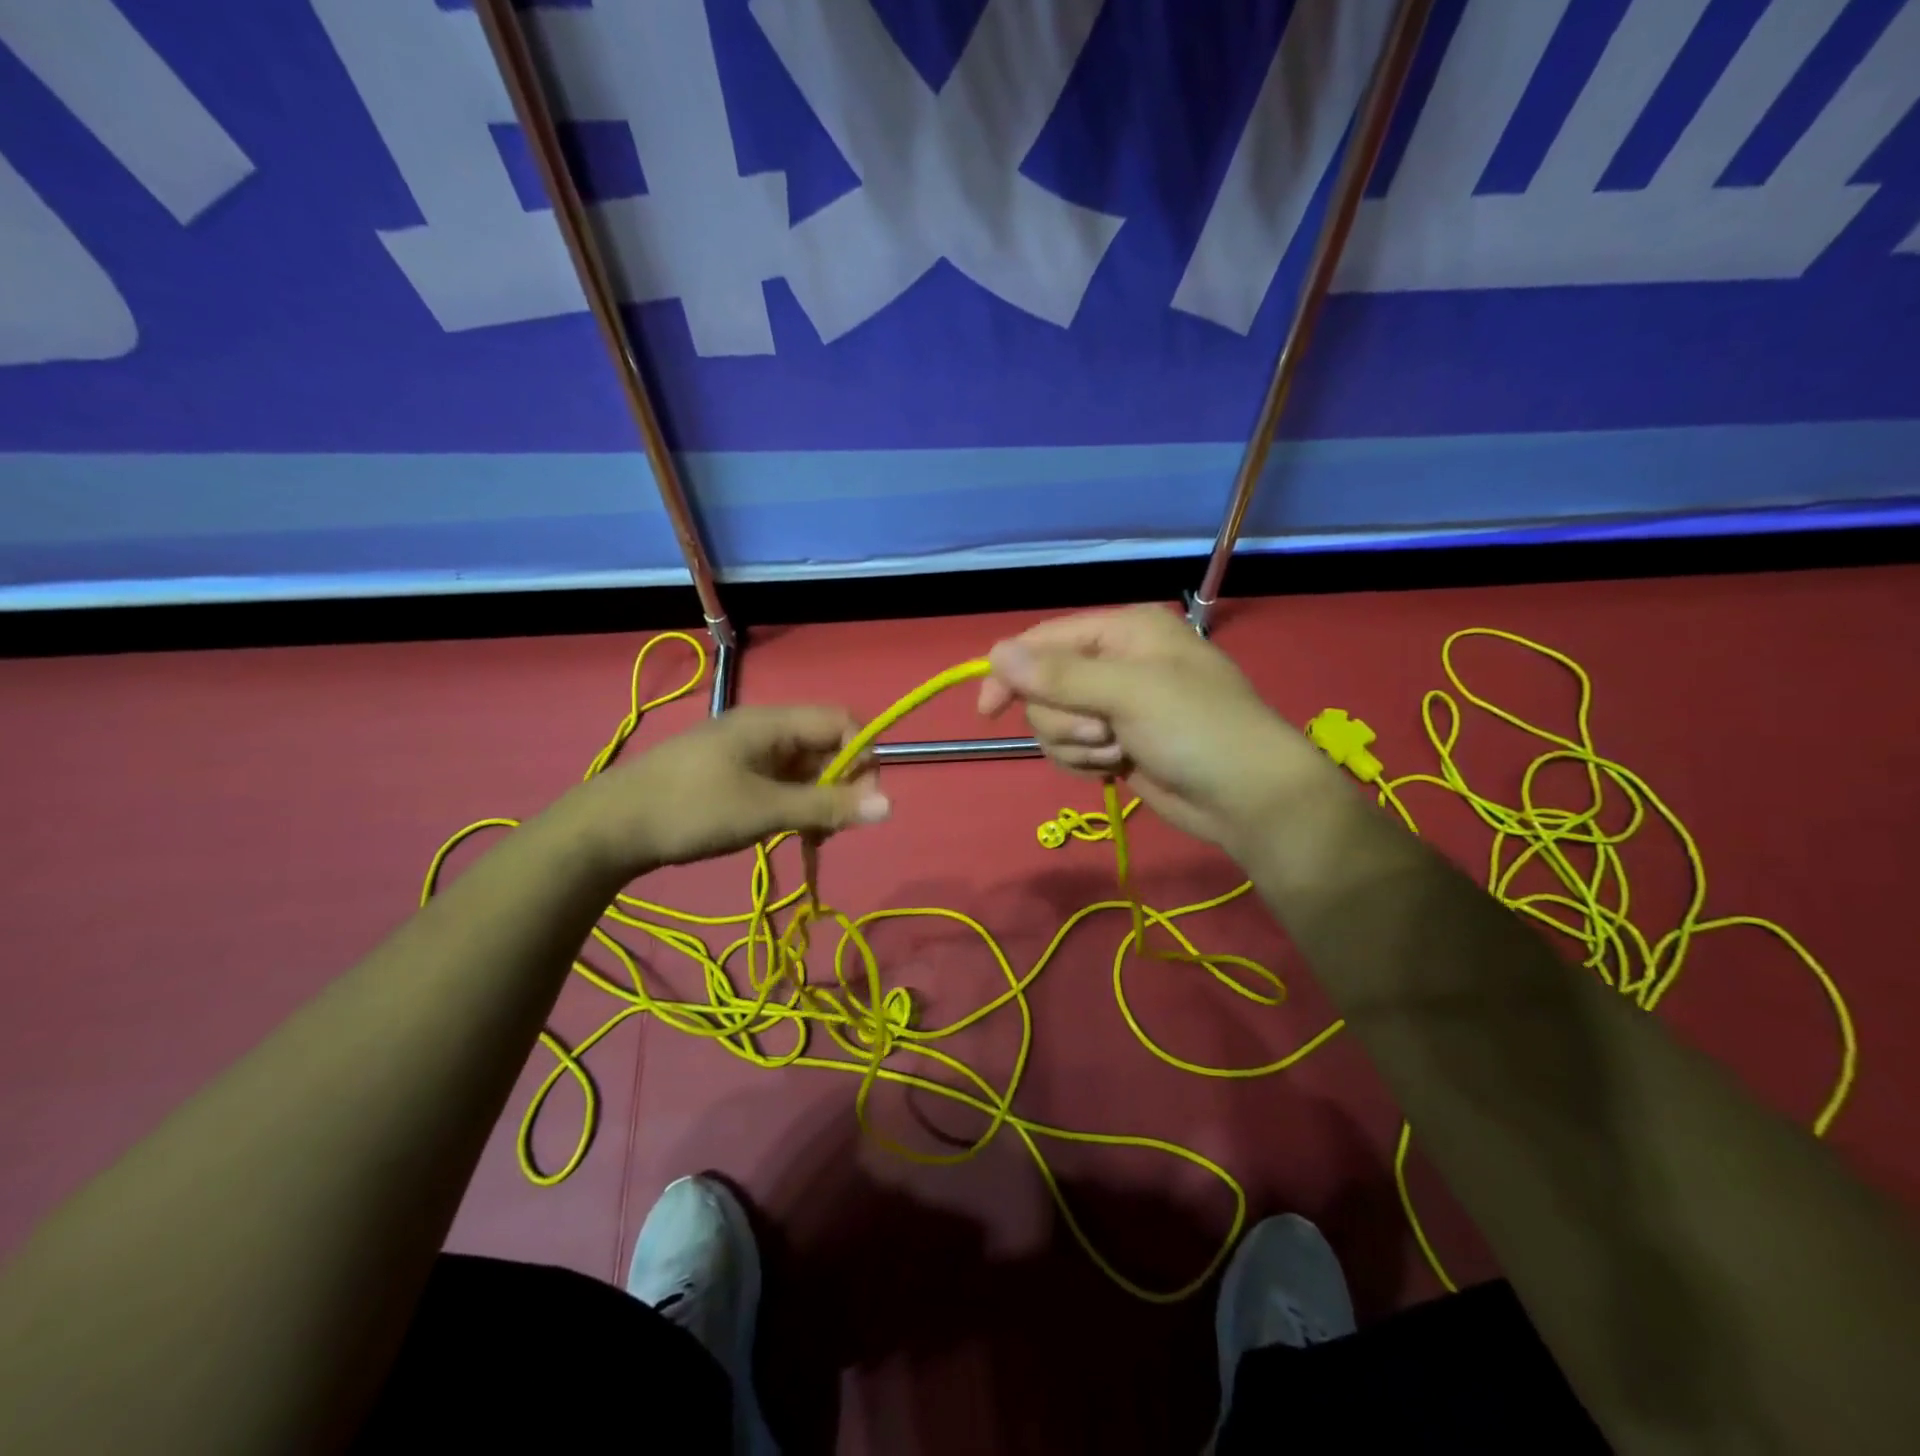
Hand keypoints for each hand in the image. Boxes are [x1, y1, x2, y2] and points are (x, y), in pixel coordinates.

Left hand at [557, 705, 889, 880]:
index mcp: (772, 723)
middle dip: (840, 785)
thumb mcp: (765, 811)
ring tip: (808, 837)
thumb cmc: (692, 810)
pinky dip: (793, 805)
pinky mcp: (732, 774)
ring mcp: (745, 752)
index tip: (861, 801)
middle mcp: (763, 729)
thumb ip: (827, 806)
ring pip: (804, 768)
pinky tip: (785, 832)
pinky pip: (780, 782)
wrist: (610, 828)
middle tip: (831, 829)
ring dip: (816, 800)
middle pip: (825, 745)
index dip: (862, 756)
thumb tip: (891, 804)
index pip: (841, 722)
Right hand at [976, 605, 1344, 856]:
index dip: (1012, 672)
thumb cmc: (1198, 729)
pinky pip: (1070, 749)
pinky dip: (1086, 762)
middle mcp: (1114, 662)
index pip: (1044, 641)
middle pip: (1044, 687)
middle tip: (1102, 732)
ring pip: (1053, 723)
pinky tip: (1118, 768)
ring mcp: (1114, 706)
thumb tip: (995, 654)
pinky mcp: (1114, 743)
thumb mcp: (1129, 693)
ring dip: (1077, 745)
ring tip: (1118, 752)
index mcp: (1123, 631)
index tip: (988, 710)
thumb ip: (1059, 675)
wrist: (1248, 799)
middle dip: (1064, 719)